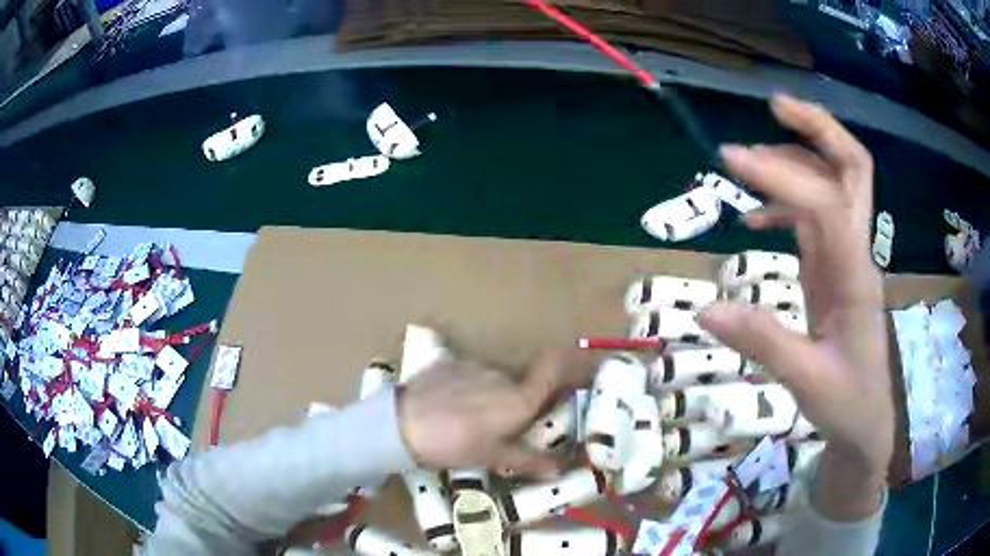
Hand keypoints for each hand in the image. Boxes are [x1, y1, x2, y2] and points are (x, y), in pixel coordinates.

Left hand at [396, 349, 594, 476]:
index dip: (573, 362)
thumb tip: (558, 470)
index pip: (554, 366)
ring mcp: (475, 366)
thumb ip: (528, 461)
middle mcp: (502, 375)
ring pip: (497, 379)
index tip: (582, 369)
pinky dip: (473, 389)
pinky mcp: (451, 364)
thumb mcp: (492, 457)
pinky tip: (455, 408)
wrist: (401, 424)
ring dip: (497, 395)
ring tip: (477, 420)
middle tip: (515, 422)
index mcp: (518, 398)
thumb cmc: (453, 445)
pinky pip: (473, 375)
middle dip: (526, 396)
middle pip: (525, 380)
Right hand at [699, 94, 892, 518]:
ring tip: (749, 159)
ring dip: (797, 158)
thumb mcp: (806, 380)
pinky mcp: (833, 269)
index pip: (824, 202)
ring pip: (833, 184)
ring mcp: (845, 257)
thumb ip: (762, 340)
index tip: (731, 158)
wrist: (866, 422)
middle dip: (819, 129)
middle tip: (776, 106)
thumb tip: (705, 306)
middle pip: (853, 169)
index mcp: (854, 276)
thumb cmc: (846, 404)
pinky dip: (785, 202)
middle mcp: (855, 252)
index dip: (781, 174)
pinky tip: (755, 217)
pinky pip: (813, 217)